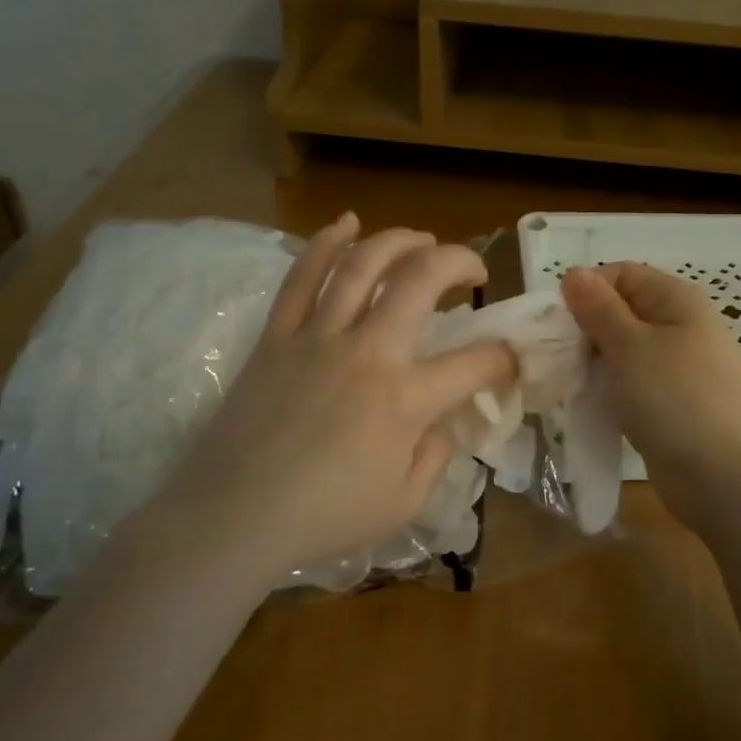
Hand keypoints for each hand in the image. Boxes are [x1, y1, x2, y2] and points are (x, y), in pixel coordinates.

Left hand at [141, 214, 513, 579]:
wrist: (233, 516)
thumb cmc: (323, 517)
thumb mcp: (404, 504)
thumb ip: (436, 456)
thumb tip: (441, 420)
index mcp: (405, 400)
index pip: (475, 363)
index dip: (504, 358)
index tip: (508, 361)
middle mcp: (367, 353)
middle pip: (421, 281)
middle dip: (460, 262)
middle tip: (474, 271)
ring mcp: (317, 337)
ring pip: (363, 265)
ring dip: (400, 241)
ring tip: (423, 239)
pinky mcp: (277, 336)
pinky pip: (302, 278)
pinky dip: (326, 244)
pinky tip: (346, 223)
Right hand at [562, 262, 740, 532]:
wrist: (731, 480)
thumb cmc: (679, 400)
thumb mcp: (631, 347)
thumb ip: (599, 310)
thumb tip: (574, 272)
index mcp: (675, 300)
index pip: (620, 275)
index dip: (585, 291)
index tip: (555, 323)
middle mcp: (677, 328)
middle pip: (618, 314)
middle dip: (583, 332)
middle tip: (553, 360)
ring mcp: (674, 370)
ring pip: (619, 354)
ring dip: (591, 366)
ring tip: (565, 386)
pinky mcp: (668, 407)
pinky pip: (629, 388)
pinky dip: (606, 394)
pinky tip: (586, 408)